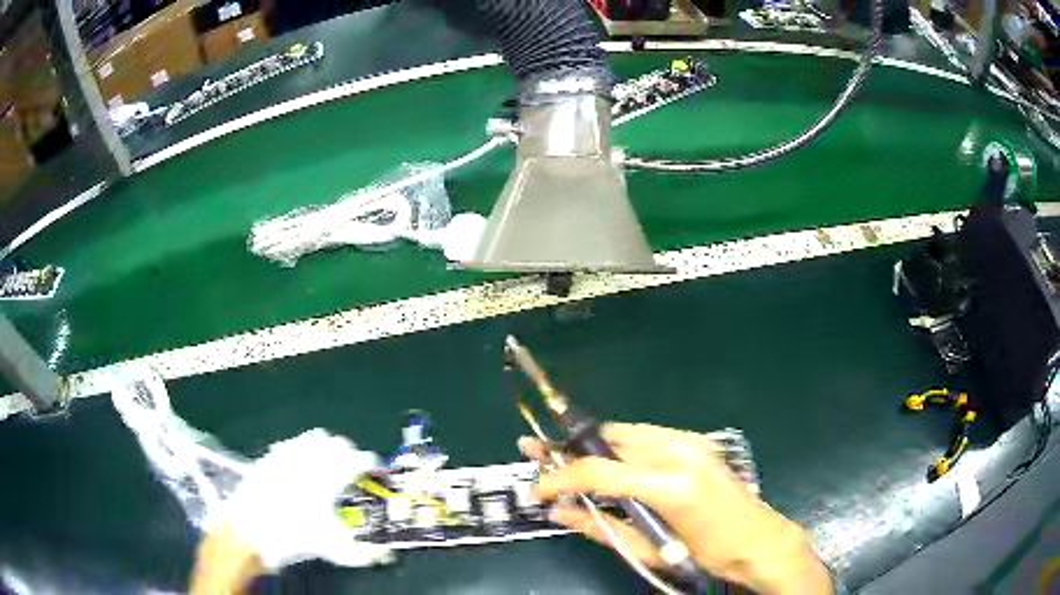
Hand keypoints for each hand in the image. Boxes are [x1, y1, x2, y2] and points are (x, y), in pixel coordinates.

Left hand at [207, 429, 393, 570]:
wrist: (249, 529)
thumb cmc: (294, 536)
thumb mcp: (333, 549)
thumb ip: (361, 553)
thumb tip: (382, 557)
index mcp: (330, 475)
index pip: (358, 458)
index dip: (369, 463)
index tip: (373, 471)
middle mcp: (310, 458)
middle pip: (337, 442)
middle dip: (348, 453)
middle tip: (351, 470)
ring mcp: (287, 454)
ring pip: (314, 438)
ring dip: (325, 449)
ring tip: (327, 467)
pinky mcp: (270, 457)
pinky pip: (292, 445)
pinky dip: (302, 452)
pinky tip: (300, 469)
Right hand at [520, 423, 831, 594]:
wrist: (758, 540)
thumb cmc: (705, 556)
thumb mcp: (650, 550)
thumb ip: (600, 528)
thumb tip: (558, 513)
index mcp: (669, 485)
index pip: (598, 471)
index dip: (560, 478)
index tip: (537, 489)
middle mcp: (678, 450)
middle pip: (608, 438)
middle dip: (570, 450)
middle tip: (538, 457)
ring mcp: (690, 440)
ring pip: (625, 431)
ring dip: (594, 446)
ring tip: (568, 461)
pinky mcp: (696, 440)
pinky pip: (646, 434)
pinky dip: (620, 446)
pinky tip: (610, 462)